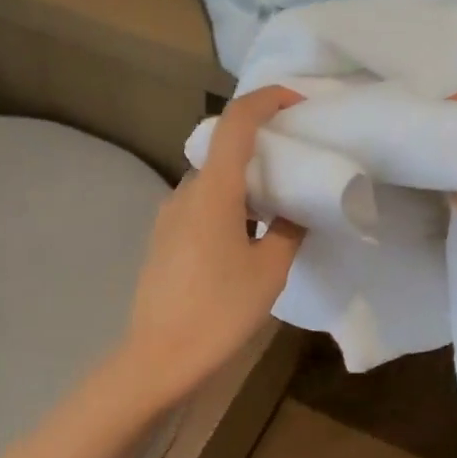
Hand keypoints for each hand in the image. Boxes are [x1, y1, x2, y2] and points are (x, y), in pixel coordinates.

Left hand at [121, 86, 305, 401]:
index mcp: (212, 192)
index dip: (266, 100)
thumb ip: (288, 231)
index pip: (235, 123)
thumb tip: (294, 212)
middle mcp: (184, 193)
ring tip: (276, 208)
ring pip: (212, 182)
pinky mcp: (162, 239)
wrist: (158, 357)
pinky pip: (199, 206)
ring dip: (243, 183)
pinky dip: (227, 205)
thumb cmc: (219, 311)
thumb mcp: (269, 271)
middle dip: (261, 148)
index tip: (297, 101)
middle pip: (223, 151)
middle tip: (296, 164)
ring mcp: (168, 216)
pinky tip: (245, 239)